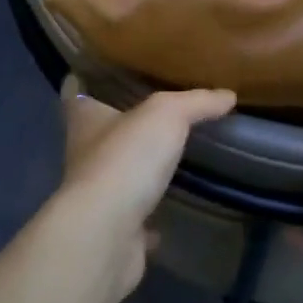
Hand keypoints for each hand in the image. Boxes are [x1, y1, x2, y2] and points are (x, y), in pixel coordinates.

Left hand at [52, 83, 236, 301]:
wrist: (107, 234)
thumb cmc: (125, 160)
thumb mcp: (166, 115)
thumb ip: (196, 102)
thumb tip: (227, 95)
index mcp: (84, 118)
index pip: (75, 89)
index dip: (87, 76)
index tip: (108, 68)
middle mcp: (84, 153)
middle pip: (99, 130)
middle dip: (121, 121)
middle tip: (156, 109)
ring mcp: (96, 194)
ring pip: (117, 172)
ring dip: (137, 166)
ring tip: (171, 152)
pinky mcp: (113, 228)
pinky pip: (134, 216)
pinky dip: (150, 214)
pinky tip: (172, 206)